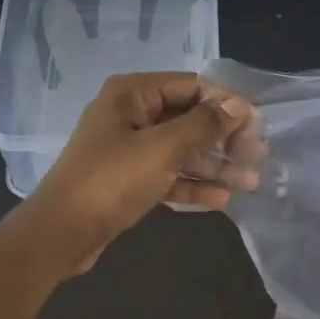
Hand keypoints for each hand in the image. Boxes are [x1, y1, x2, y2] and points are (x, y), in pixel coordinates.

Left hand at [24, 72, 256, 272]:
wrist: (61, 233)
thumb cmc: (111, 180)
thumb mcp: (162, 148)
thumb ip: (203, 125)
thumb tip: (238, 106)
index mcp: (132, 94)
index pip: (191, 86)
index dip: (226, 103)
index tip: (257, 125)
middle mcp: (130, 115)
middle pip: (188, 118)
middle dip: (224, 138)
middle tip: (258, 157)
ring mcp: (127, 149)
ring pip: (180, 150)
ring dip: (214, 164)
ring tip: (250, 182)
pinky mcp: (127, 181)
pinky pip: (167, 175)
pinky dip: (191, 184)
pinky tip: (221, 199)